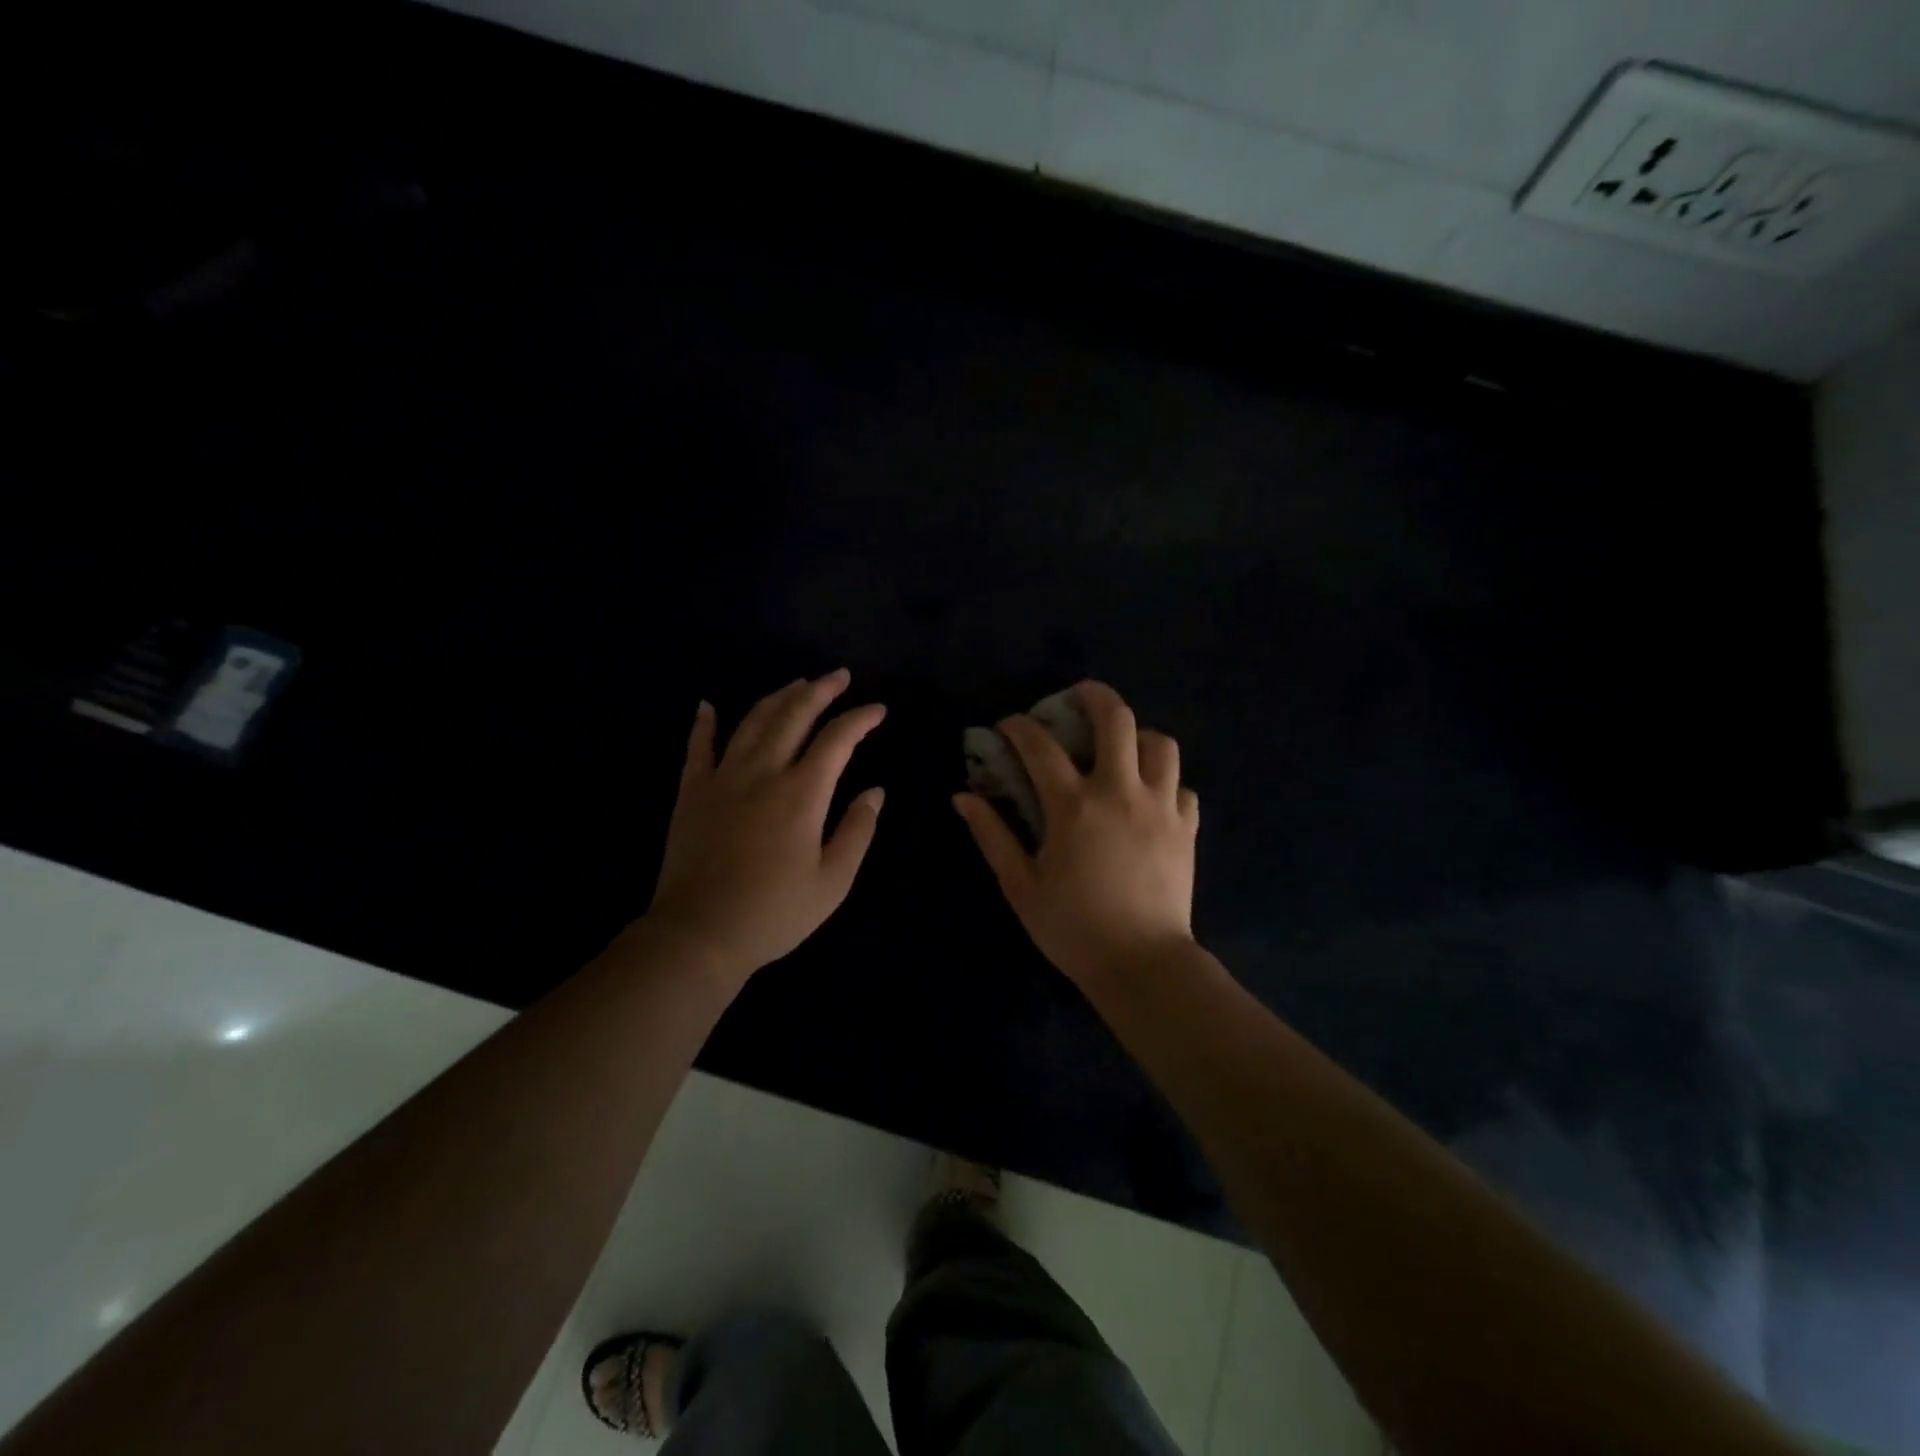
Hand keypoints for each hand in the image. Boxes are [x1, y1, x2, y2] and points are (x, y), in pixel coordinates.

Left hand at [643, 669, 885, 984]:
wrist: (700, 934)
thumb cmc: (775, 912)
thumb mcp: (833, 881)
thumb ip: (858, 831)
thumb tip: (876, 792)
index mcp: (802, 793)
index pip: (837, 739)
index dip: (860, 719)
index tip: (878, 709)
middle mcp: (763, 772)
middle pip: (794, 715)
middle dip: (820, 690)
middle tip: (839, 676)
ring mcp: (722, 778)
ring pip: (752, 722)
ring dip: (778, 697)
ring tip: (797, 684)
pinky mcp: (691, 792)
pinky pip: (697, 747)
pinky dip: (704, 723)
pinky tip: (708, 705)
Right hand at [954, 681, 1198, 985]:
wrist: (1142, 964)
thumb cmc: (1072, 927)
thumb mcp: (1020, 885)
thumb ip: (991, 835)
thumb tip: (963, 796)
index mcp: (1073, 805)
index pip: (1040, 745)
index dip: (1018, 726)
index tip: (1008, 727)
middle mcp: (1120, 792)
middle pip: (1117, 719)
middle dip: (1093, 696)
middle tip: (1077, 698)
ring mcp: (1161, 807)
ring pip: (1161, 744)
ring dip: (1137, 736)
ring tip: (1120, 748)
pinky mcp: (1186, 828)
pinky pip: (1182, 787)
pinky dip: (1165, 782)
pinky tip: (1149, 797)